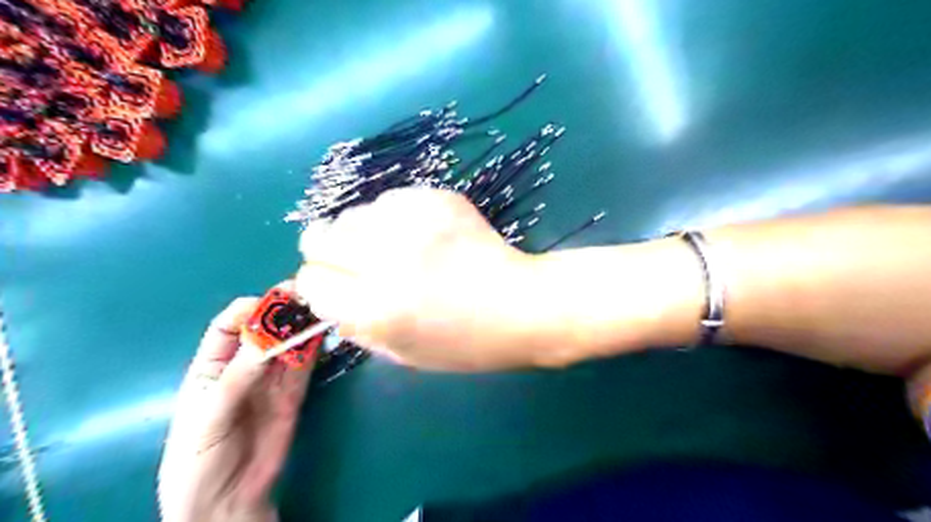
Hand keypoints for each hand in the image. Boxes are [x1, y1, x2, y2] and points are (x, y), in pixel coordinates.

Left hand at [159, 293, 312, 521]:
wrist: (227, 500)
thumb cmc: (199, 458)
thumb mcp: (208, 416)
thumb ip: (237, 377)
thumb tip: (266, 336)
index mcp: (211, 366)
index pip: (228, 326)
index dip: (248, 310)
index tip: (271, 302)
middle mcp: (244, 366)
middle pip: (264, 330)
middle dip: (283, 311)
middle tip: (306, 296)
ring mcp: (272, 378)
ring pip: (288, 343)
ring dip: (303, 325)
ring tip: (321, 308)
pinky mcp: (294, 392)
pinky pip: (305, 363)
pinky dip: (315, 347)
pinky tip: (323, 333)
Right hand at [295, 187, 550, 370]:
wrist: (521, 305)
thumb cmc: (466, 343)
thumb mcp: (402, 354)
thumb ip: (355, 326)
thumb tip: (326, 298)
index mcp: (374, 308)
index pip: (311, 281)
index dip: (320, 286)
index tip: (337, 287)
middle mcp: (385, 260)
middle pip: (318, 237)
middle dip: (329, 252)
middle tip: (358, 262)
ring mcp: (412, 223)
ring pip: (353, 214)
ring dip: (364, 233)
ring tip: (397, 248)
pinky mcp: (436, 199)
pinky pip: (391, 199)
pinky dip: (396, 217)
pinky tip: (424, 234)